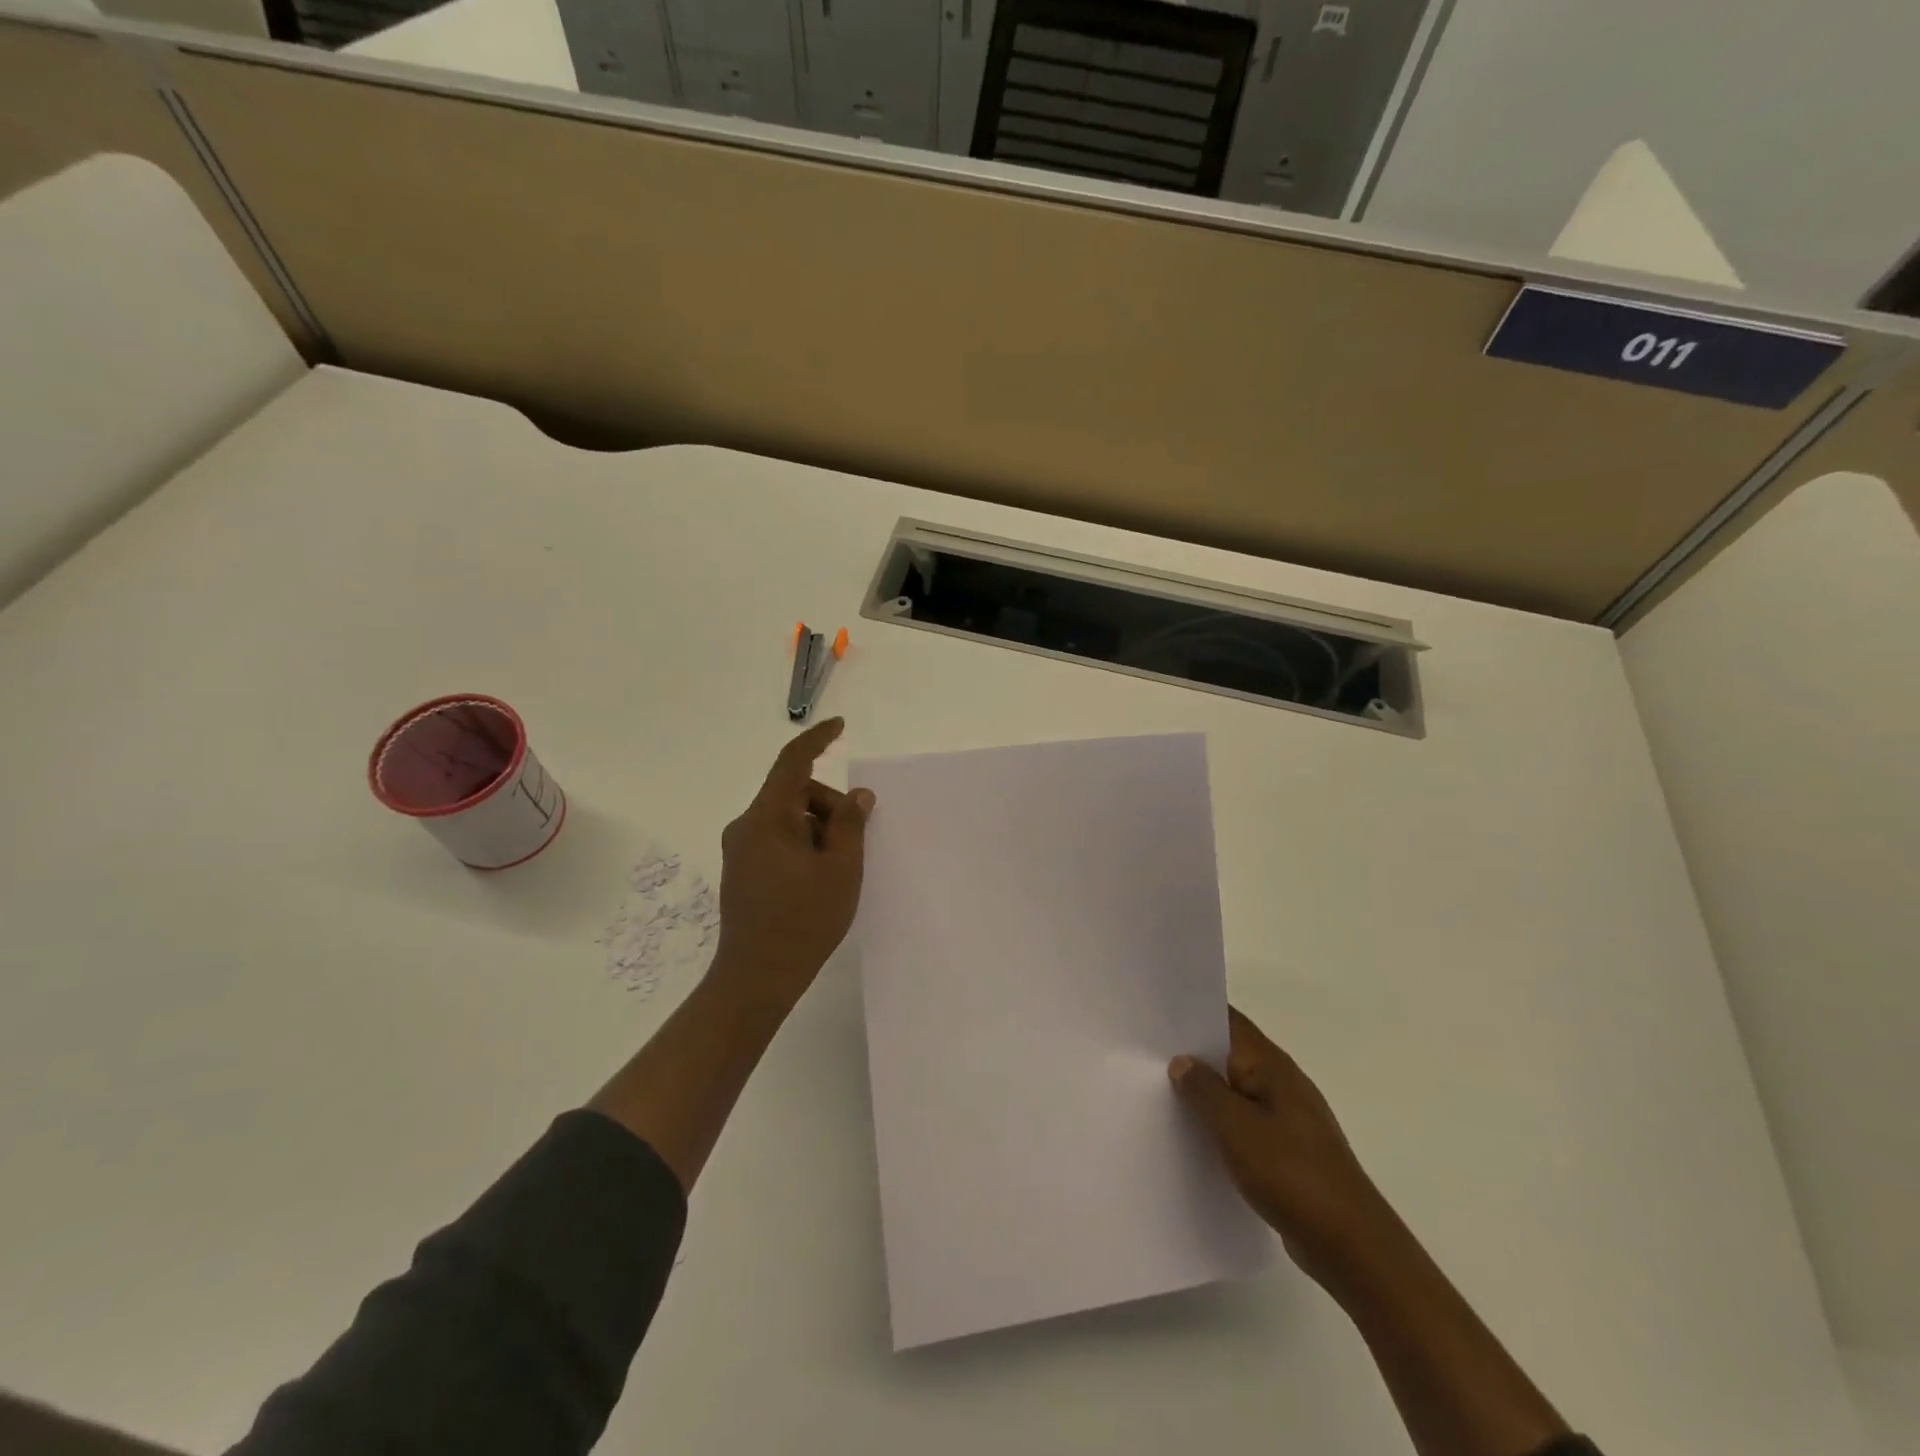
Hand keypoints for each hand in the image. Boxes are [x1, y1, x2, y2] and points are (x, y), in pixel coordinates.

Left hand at [712, 718, 873, 1006]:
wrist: (756, 978)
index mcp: (767, 818)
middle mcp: (746, 826)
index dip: (818, 739)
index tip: (840, 726)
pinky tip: (820, 879)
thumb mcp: (840, 869)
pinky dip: (804, 845)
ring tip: (838, 871)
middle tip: (855, 844)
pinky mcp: (742, 870)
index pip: (792, 763)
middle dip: (829, 807)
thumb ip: (850, 824)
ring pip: (789, 819)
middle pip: (795, 794)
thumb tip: (857, 796)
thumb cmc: (803, 920)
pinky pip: (778, 839)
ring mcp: (741, 849)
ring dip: (818, 830)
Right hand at [1171, 1007, 1388, 1288]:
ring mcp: (1288, 1117)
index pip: (1229, 1021)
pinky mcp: (1289, 1149)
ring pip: (1236, 1090)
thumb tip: (1181, 1061)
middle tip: (1147, 1054)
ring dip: (1206, 1091)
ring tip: (1161, 1093)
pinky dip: (1221, 1122)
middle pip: (1230, 1054)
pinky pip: (1245, 1122)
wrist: (1351, 1246)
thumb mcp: (1236, 1128)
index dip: (1194, 1012)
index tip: (1157, 1012)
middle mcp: (1282, 1082)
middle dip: (1193, 1053)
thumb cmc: (1292, 1174)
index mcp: (1272, 1066)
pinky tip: (1197, 1136)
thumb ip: (1204, 1090)